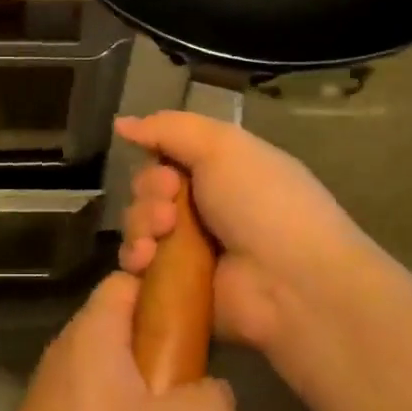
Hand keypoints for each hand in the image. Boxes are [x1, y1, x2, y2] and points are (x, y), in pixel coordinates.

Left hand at [0, 273, 235, 410]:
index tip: (204, 330)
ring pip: (125, 401)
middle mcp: (68, 356)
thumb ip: (215, 401)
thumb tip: (211, 392)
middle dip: (173, 388)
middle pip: (135, 347)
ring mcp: (54, 401)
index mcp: (93, 333)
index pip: (132, 280)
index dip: (170, 293)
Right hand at [115, 111, 390, 354]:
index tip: (168, 175)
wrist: (290, 282)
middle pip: (148, 191)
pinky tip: (147, 261)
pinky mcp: (179, 287)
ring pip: (139, 226)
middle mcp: (206, 207)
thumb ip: (169, 128)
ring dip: (140, 226)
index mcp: (222, 171)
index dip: (156, 162)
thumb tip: (121, 123)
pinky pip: (139, 267)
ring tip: (160, 238)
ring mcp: (192, 250)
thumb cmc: (263, 203)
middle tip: (169, 211)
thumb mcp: (221, 146)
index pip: (167, 157)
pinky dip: (137, 259)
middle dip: (148, 195)